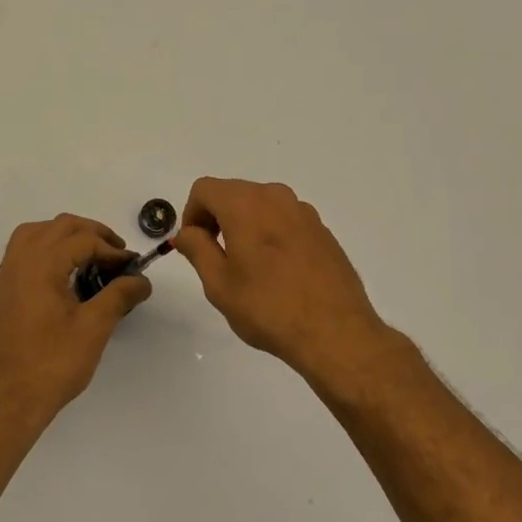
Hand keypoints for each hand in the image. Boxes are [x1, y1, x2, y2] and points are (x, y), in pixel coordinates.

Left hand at [0, 214, 151, 424]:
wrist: (7, 401)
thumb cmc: (52, 364)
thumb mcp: (94, 328)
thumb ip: (119, 296)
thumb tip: (142, 280)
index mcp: (41, 264)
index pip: (83, 240)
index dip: (112, 250)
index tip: (133, 267)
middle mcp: (20, 260)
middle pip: (60, 226)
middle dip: (92, 234)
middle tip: (117, 255)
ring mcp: (8, 274)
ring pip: (38, 233)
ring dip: (67, 236)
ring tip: (92, 256)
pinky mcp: (4, 290)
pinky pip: (25, 250)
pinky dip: (48, 248)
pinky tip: (66, 272)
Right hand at [173, 178, 399, 390]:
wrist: (335, 332)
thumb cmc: (268, 308)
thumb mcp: (219, 283)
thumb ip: (197, 249)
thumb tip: (186, 232)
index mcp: (245, 204)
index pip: (204, 189)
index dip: (191, 214)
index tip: (195, 246)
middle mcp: (275, 197)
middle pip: (233, 193)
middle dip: (217, 218)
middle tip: (216, 259)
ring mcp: (303, 212)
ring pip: (260, 205)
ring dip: (245, 226)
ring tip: (248, 268)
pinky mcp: (322, 230)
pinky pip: (285, 220)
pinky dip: (271, 234)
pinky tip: (278, 273)